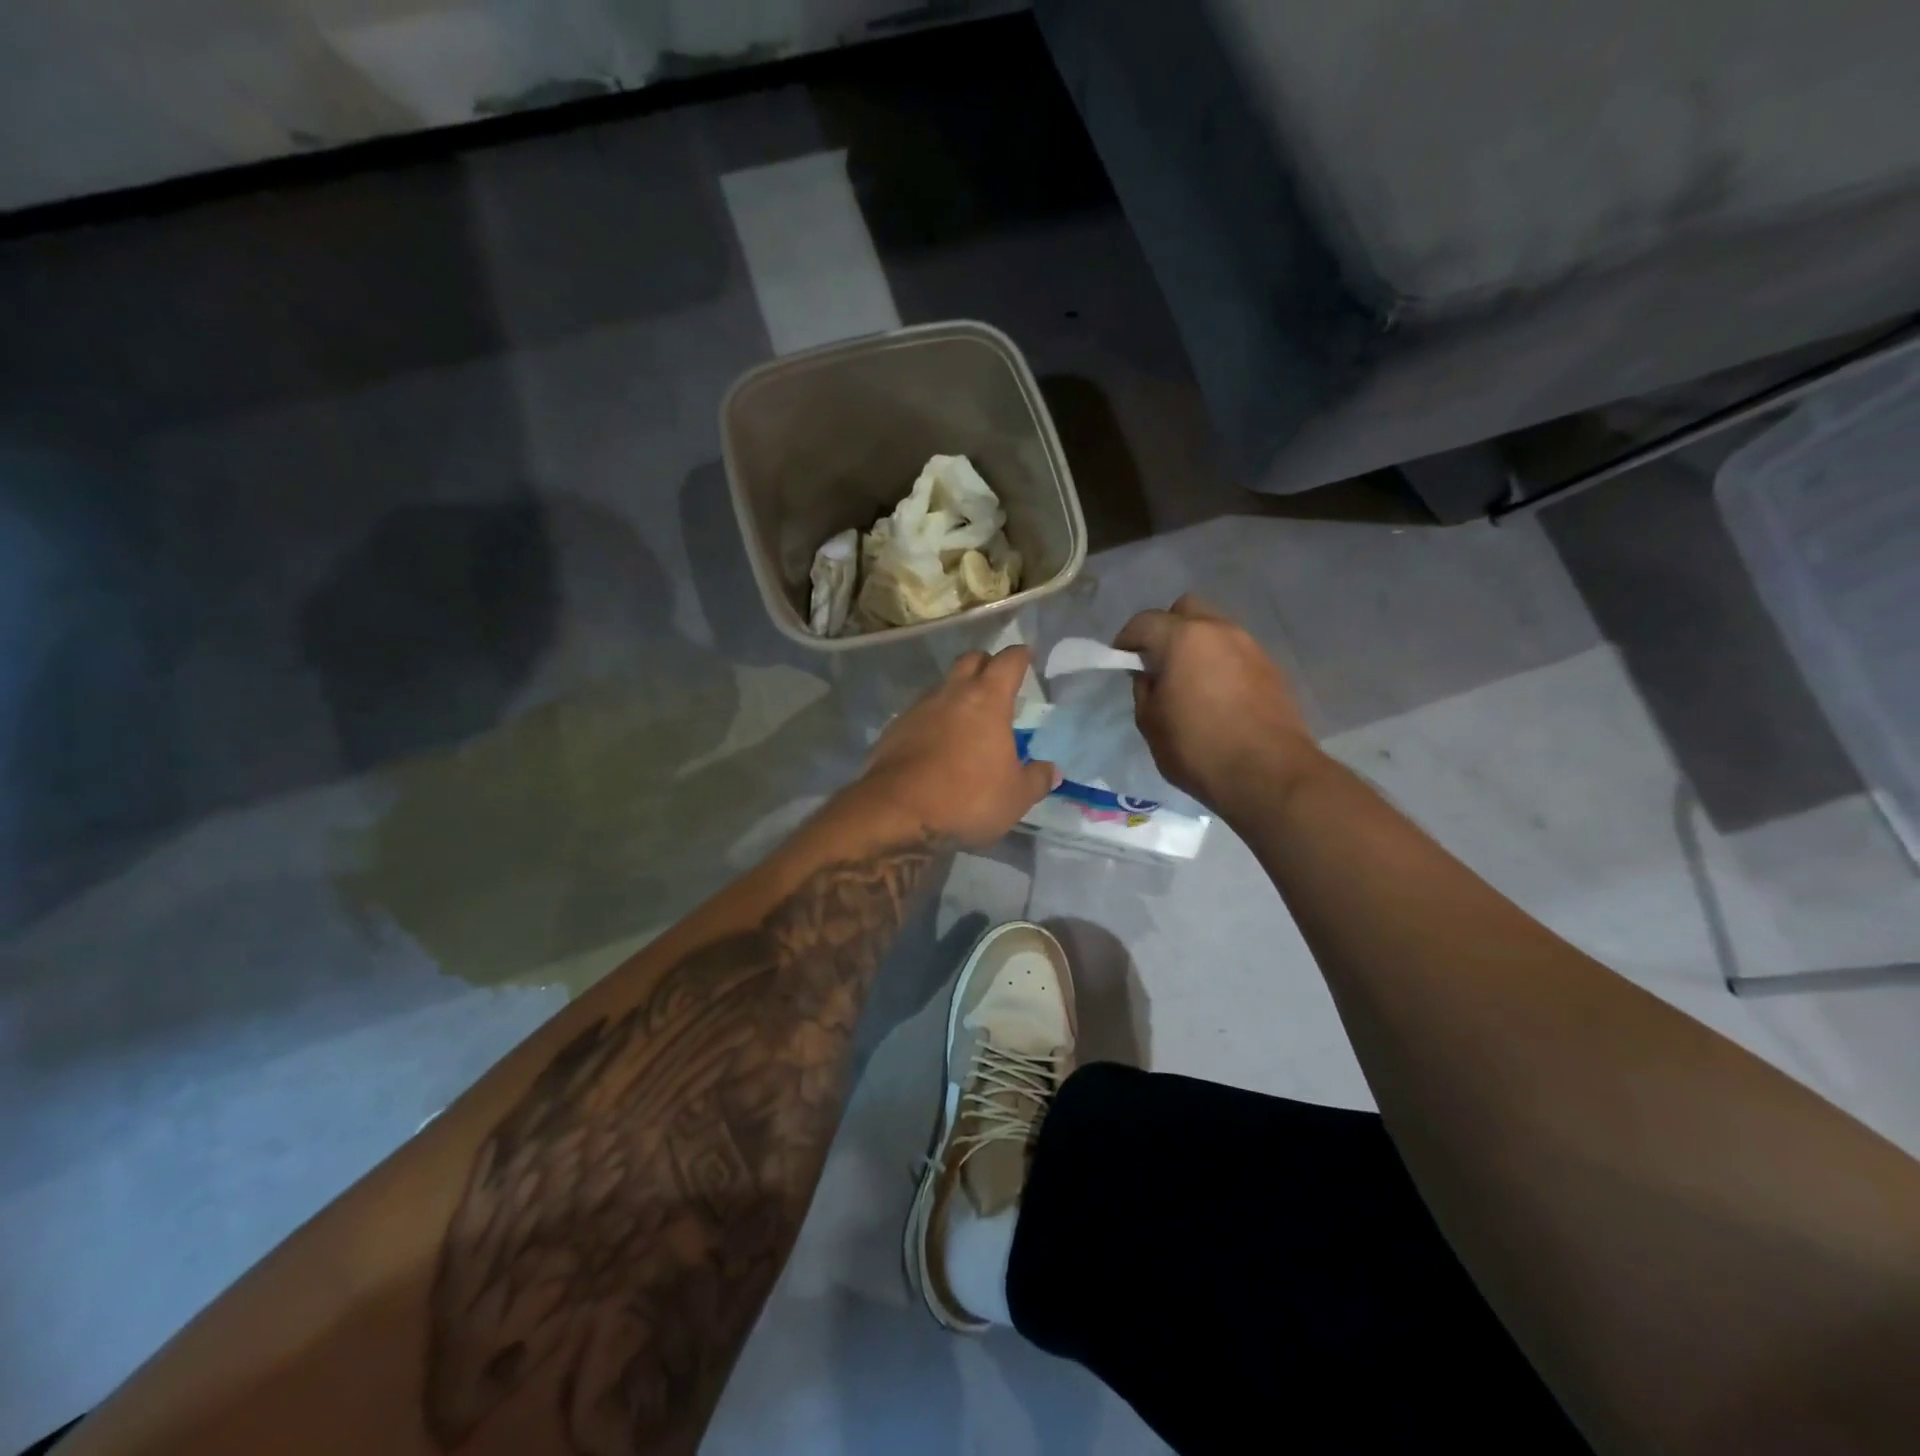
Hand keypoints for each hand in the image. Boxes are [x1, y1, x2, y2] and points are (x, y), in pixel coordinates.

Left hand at [858, 646, 1056, 848]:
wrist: (895, 812)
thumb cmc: (966, 798)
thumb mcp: (1015, 797)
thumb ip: (1036, 780)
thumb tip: (1052, 771)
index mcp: (987, 700)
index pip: (1008, 662)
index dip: (1020, 656)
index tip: (1027, 656)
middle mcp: (951, 694)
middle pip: (970, 661)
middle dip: (986, 664)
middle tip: (997, 682)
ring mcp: (917, 709)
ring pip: (942, 686)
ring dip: (956, 693)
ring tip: (967, 717)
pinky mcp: (894, 730)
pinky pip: (919, 714)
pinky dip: (933, 720)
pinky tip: (937, 743)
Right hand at [1114, 595, 1316, 812]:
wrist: (1268, 775)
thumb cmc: (1198, 749)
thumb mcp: (1150, 722)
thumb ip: (1144, 689)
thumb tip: (1151, 675)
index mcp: (1183, 638)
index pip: (1144, 621)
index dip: (1126, 640)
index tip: (1121, 663)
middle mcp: (1219, 630)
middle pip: (1185, 610)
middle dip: (1166, 629)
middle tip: (1158, 663)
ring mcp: (1250, 646)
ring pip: (1214, 630)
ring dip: (1196, 646)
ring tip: (1188, 682)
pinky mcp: (1271, 668)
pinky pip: (1235, 653)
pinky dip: (1220, 663)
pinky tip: (1216, 695)